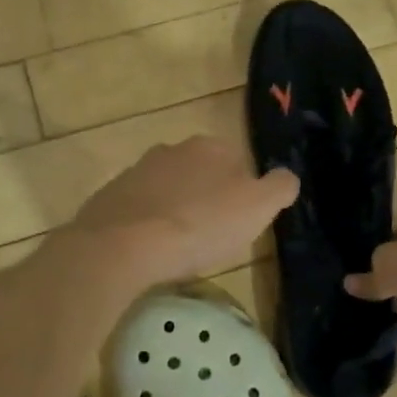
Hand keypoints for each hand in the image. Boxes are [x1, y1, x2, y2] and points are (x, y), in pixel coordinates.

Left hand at [67, 136, 298, 287]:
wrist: (124, 245)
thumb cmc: (200, 225)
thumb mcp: (258, 208)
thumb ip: (280, 187)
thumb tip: (286, 178)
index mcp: (211, 146)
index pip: (239, 163)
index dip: (244, 193)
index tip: (240, 223)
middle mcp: (173, 148)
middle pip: (201, 173)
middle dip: (208, 198)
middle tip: (212, 235)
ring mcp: (137, 171)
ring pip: (168, 189)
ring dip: (176, 209)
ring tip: (179, 246)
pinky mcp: (110, 196)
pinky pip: (139, 209)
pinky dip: (147, 224)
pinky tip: (149, 250)